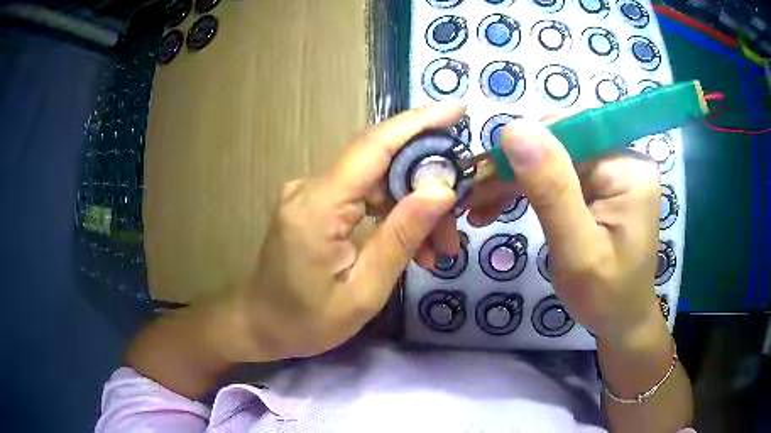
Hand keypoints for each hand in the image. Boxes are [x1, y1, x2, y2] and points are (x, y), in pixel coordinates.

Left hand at [232, 103, 464, 360]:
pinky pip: (363, 196)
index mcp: (317, 207)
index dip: (419, 123)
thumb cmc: (306, 321)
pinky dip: (392, 214)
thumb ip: (401, 237)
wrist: (261, 324)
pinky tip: (412, 244)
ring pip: (377, 182)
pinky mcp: (314, 203)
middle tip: (454, 230)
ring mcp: (310, 192)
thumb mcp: (363, 292)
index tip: (457, 109)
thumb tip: (442, 190)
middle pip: (382, 165)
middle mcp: (310, 187)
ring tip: (436, 250)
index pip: (374, 147)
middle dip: (427, 188)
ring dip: (413, 207)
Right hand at [474, 118, 666, 347]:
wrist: (621, 319)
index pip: (565, 133)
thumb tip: (515, 128)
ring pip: (549, 158)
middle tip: (472, 200)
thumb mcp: (577, 251)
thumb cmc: (605, 296)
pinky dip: (525, 190)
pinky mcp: (599, 185)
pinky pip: (555, 175)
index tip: (481, 179)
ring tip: (479, 207)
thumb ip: (552, 190)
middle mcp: (620, 159)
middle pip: (555, 144)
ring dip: (512, 181)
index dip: (520, 149)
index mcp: (625, 169)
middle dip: (511, 169)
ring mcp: (610, 171)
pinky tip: (499, 206)